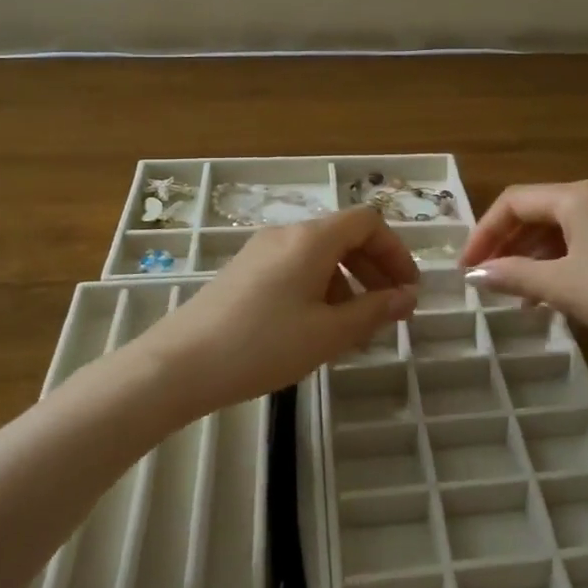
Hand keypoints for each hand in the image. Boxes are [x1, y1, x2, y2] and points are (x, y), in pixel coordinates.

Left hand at [138, 205, 418, 415]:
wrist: (179, 365)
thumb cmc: (263, 345)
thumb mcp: (329, 333)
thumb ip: (374, 311)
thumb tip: (408, 297)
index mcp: (312, 238)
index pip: (368, 222)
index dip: (396, 251)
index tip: (408, 290)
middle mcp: (287, 234)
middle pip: (345, 236)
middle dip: (375, 269)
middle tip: (391, 310)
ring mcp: (261, 251)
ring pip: (320, 255)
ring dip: (349, 283)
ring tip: (356, 329)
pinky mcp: (244, 271)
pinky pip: (296, 268)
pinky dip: (320, 289)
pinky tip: (317, 328)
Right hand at [459, 180, 587, 356]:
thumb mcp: (562, 286)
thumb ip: (513, 275)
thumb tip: (475, 275)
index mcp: (576, 195)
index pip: (514, 202)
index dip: (484, 233)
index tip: (466, 268)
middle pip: (538, 211)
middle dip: (508, 245)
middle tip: (487, 279)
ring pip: (562, 227)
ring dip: (534, 256)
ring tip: (518, 294)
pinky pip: (585, 238)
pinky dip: (562, 260)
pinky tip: (555, 291)